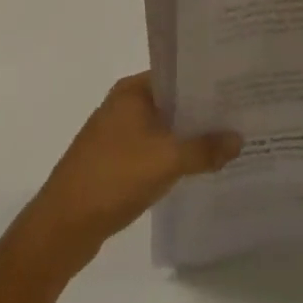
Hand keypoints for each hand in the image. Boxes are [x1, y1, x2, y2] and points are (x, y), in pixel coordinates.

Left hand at [14, 72, 240, 277]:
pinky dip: (173, 156)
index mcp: (132, 91)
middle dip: (202, 110)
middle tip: (241, 113)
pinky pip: (153, 150)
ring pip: (163, 128)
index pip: (176, 74)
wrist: (62, 227)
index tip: (237, 86)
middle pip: (171, 101)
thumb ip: (204, 148)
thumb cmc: (113, 178)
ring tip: (227, 141)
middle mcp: (124, 105)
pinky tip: (197, 168)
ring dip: (188, 136)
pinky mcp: (115, 162)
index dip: (206, 80)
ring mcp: (117, 134)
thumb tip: (239, 138)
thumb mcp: (166, 160)